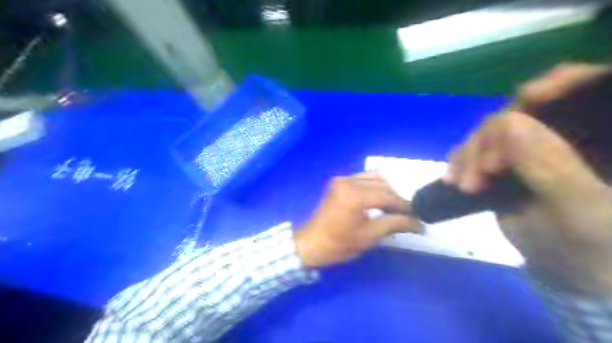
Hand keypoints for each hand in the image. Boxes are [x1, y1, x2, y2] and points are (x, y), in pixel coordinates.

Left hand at [294, 173, 423, 268]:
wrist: (311, 243)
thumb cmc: (339, 244)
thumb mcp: (369, 236)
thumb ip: (395, 224)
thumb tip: (419, 224)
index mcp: (354, 195)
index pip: (388, 196)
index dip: (405, 206)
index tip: (419, 216)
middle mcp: (348, 181)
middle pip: (382, 184)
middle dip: (397, 199)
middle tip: (408, 214)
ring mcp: (342, 179)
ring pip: (374, 178)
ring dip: (387, 191)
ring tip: (395, 208)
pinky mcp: (339, 182)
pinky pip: (363, 179)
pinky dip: (374, 187)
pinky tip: (379, 200)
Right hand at [442, 64, 610, 294]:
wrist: (566, 266)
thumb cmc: (591, 245)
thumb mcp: (580, 210)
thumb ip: (551, 166)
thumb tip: (506, 120)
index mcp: (599, 132)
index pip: (586, 88)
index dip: (558, 84)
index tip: (528, 98)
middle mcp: (562, 130)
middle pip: (522, 109)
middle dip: (493, 138)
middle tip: (481, 172)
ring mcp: (528, 145)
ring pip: (490, 130)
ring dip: (469, 154)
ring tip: (462, 185)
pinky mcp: (502, 160)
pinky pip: (473, 148)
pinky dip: (459, 161)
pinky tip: (453, 179)